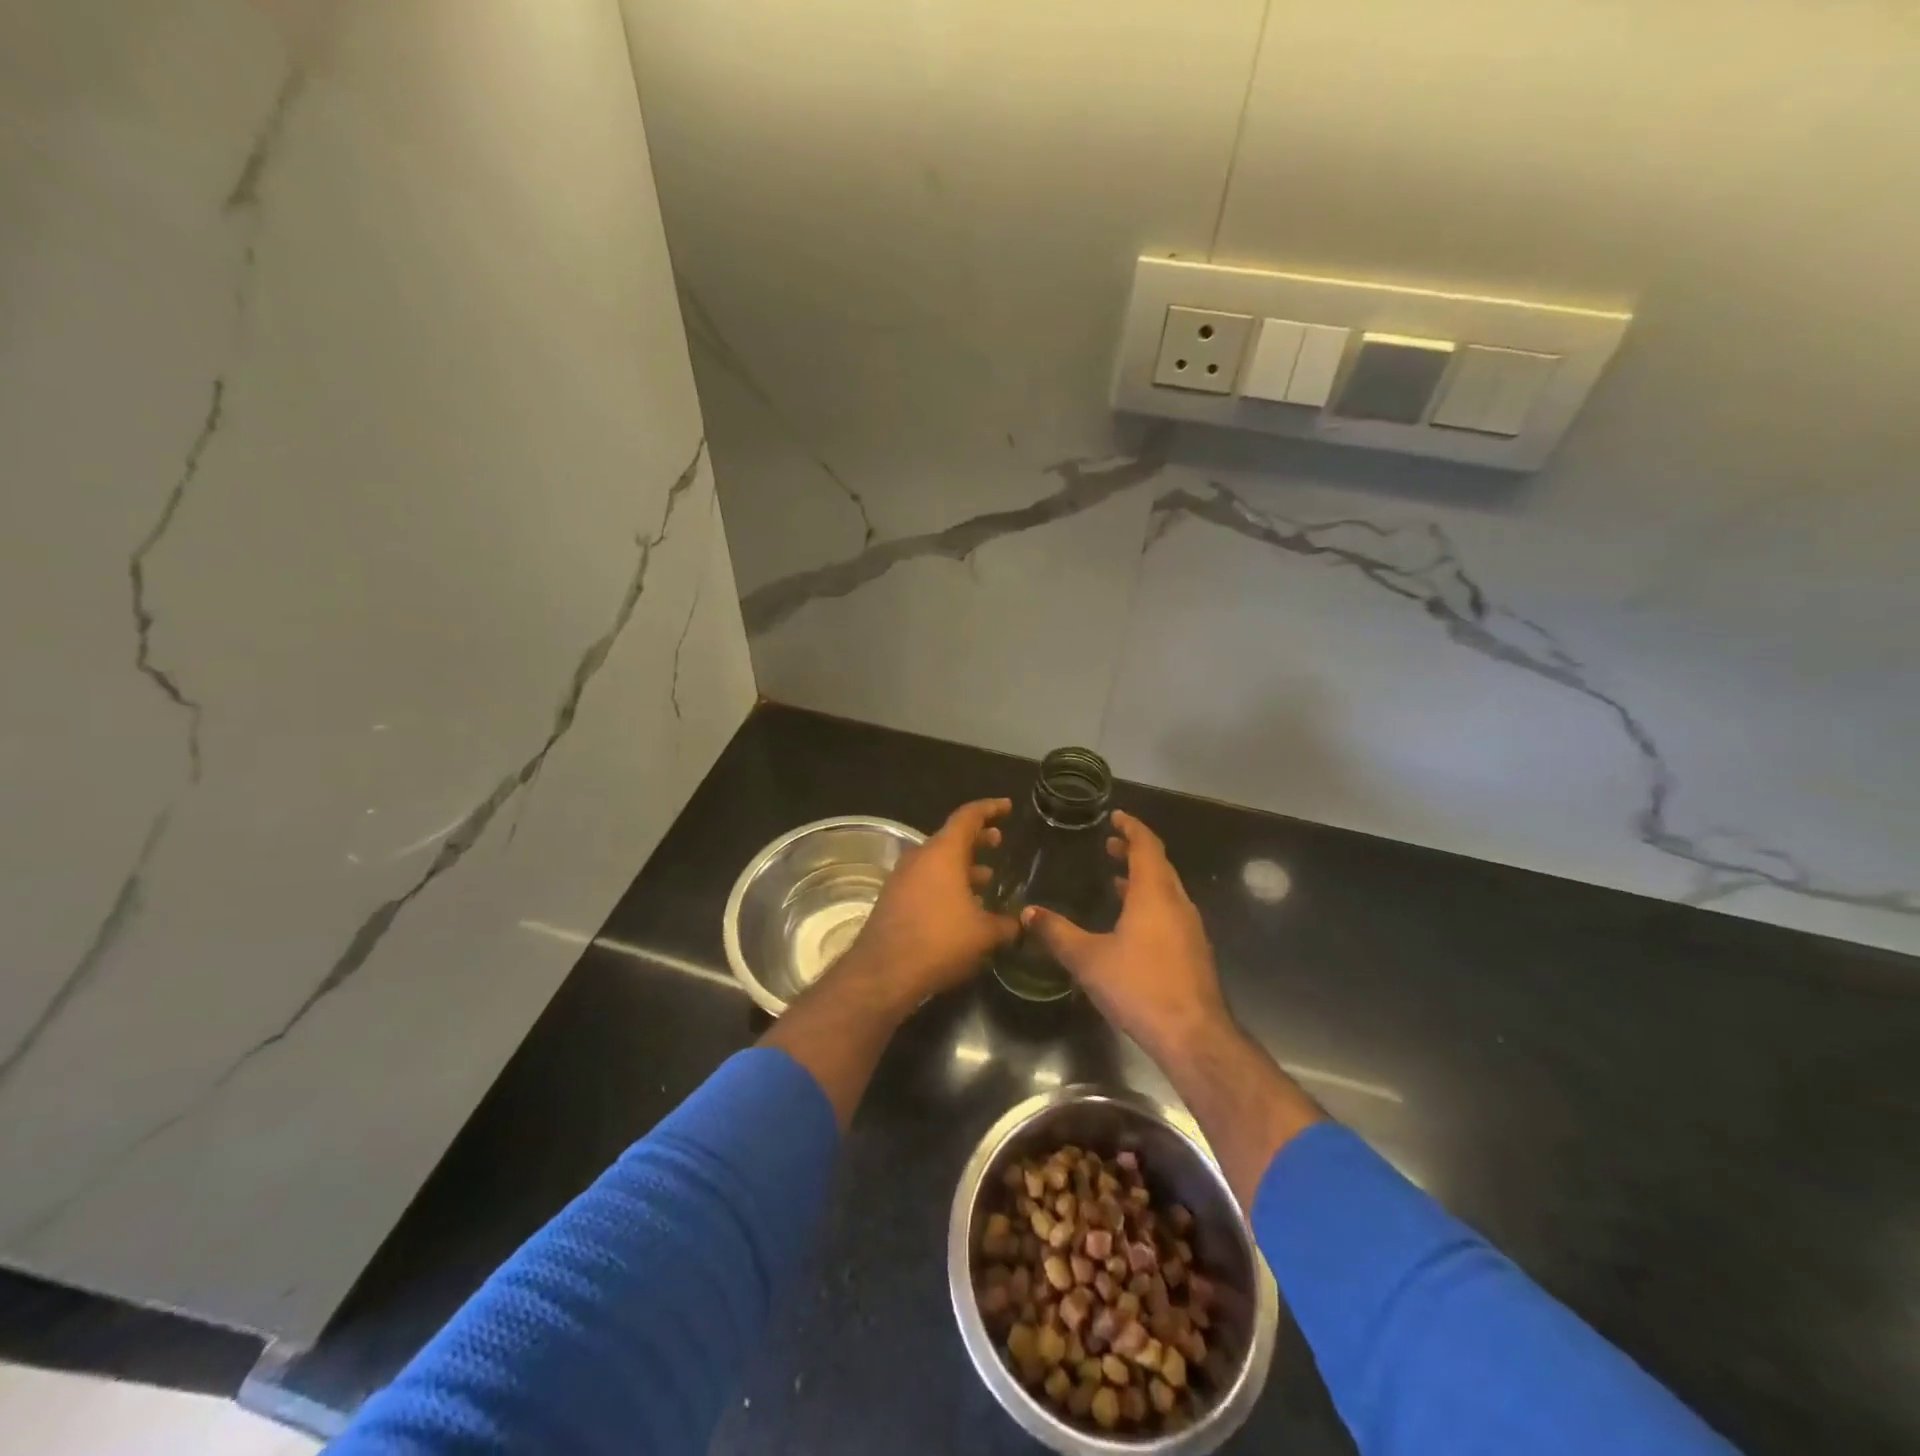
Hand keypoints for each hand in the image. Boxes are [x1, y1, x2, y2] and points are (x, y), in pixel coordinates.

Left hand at [838, 798, 1019, 1006]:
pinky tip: (963, 907)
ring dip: (963, 866)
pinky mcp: (894, 899)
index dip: (990, 808)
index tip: (1007, 806)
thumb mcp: (984, 934)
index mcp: (943, 852)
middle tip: (998, 841)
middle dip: (977, 839)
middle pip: (952, 838)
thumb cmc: (939, 941)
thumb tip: (1023, 923)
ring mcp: (903, 878)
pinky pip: (926, 880)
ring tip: (987, 877)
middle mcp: (920, 857)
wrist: (883, 972)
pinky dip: (947, 884)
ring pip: (938, 862)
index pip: (968, 816)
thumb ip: (1008, 924)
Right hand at [1021, 811, 1227, 1059]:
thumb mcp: (1089, 959)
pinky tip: (1133, 924)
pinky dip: (1151, 903)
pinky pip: (1170, 912)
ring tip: (1117, 879)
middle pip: (1159, 865)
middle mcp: (1177, 903)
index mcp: (1154, 893)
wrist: (1193, 1035)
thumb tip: (1028, 912)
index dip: (1131, 828)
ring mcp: (1190, 928)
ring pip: (1167, 890)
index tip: (1116, 816)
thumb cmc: (1140, 987)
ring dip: (1143, 879)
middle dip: (1135, 851)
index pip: (1146, 846)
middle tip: (1110, 846)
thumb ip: (1057, 933)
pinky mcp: (1194, 952)